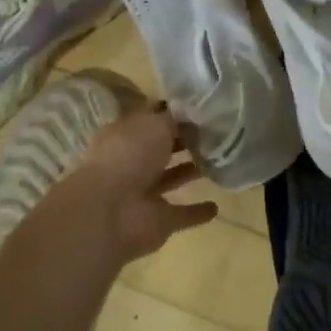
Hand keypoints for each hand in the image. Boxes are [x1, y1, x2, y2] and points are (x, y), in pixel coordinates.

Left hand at [24, 107, 218, 271]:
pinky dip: (196, 212)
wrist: (109, 212)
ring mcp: (143, 193)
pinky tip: (215, 206)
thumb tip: (193, 117)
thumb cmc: (129, 155)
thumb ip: (175, 119)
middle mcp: (131, 162)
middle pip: (161, 149)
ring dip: (190, 171)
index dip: (173, 114)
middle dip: (184, 142)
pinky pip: (181, 214)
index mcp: (124, 135)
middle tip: (216, 134)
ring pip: (171, 178)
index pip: (151, 120)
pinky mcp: (157, 221)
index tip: (202, 109)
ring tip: (220, 161)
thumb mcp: (155, 123)